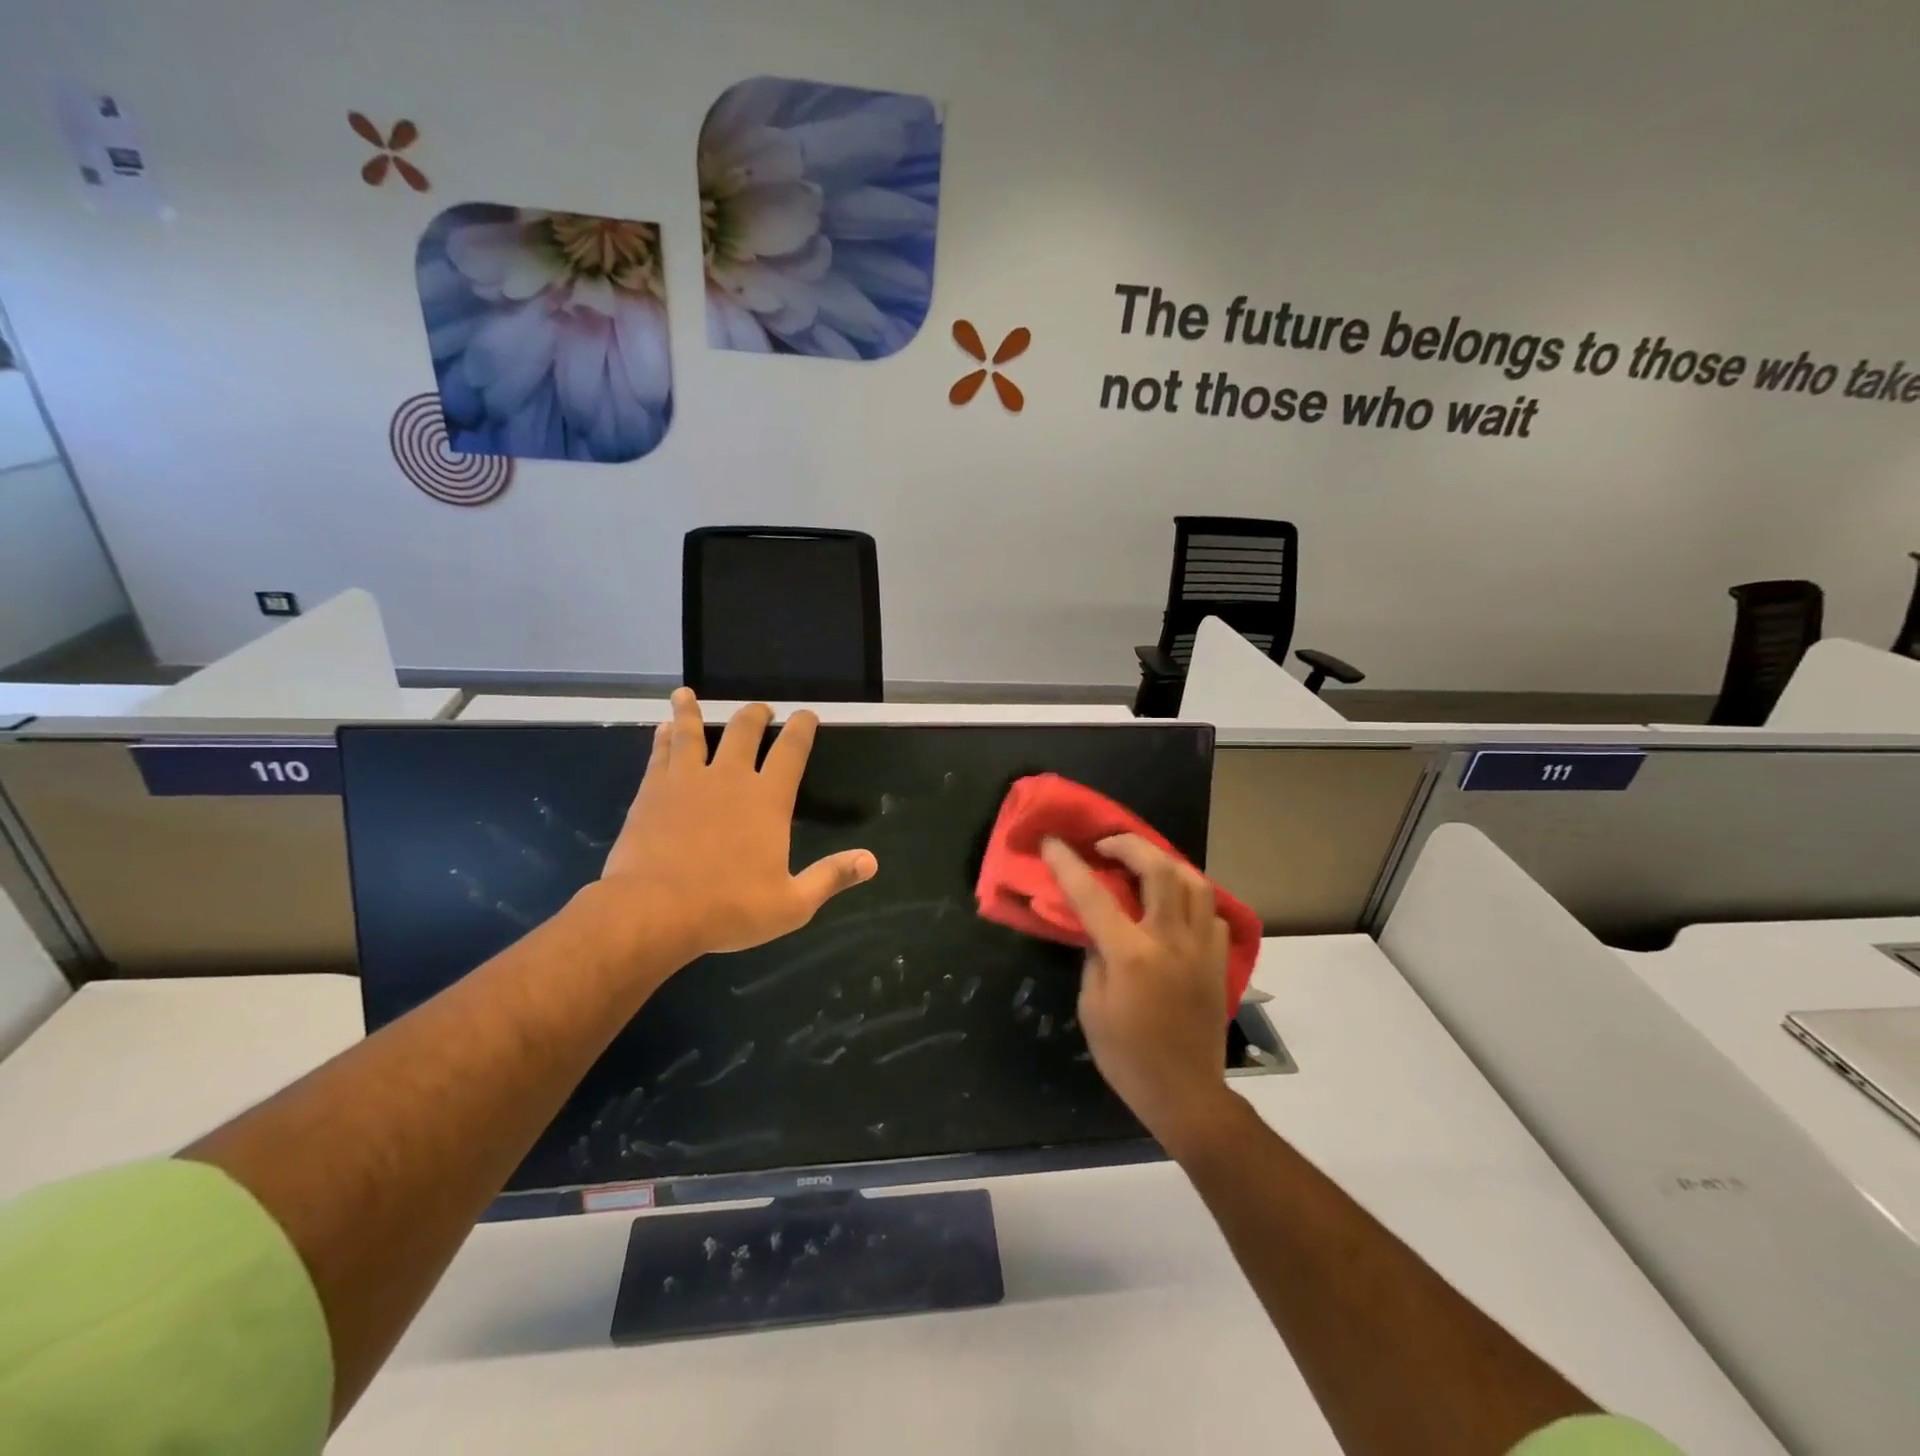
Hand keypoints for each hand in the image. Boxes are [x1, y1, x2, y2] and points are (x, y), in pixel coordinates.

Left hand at [590, 691, 876, 966]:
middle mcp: (729, 778)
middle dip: (755, 714)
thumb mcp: (792, 904)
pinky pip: (660, 753)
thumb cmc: (728, 909)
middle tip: (761, 709)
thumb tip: (871, 861)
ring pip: (691, 732)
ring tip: (687, 694)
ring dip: (692, 711)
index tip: (807, 714)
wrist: (654, 912)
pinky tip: (661, 729)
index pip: (792, 751)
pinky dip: (664, 737)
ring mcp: (687, 781)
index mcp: (768, 799)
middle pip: (743, 731)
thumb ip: (830, 877)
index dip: (802, 728)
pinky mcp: (652, 791)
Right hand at [1040, 833, 1232, 1150]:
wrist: (1185, 1094)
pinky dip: (1192, 899)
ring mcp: (1202, 949)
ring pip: (1194, 882)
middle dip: (1129, 845)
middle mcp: (1170, 941)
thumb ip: (1093, 957)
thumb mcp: (1091, 1007)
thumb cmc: (1127, 1057)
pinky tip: (1175, 908)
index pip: (1093, 895)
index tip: (1053, 841)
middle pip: (1158, 869)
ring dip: (1166, 864)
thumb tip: (1097, 928)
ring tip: (1144, 866)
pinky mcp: (1220, 962)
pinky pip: (1211, 913)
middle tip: (1107, 846)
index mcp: (1131, 955)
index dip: (1068, 864)